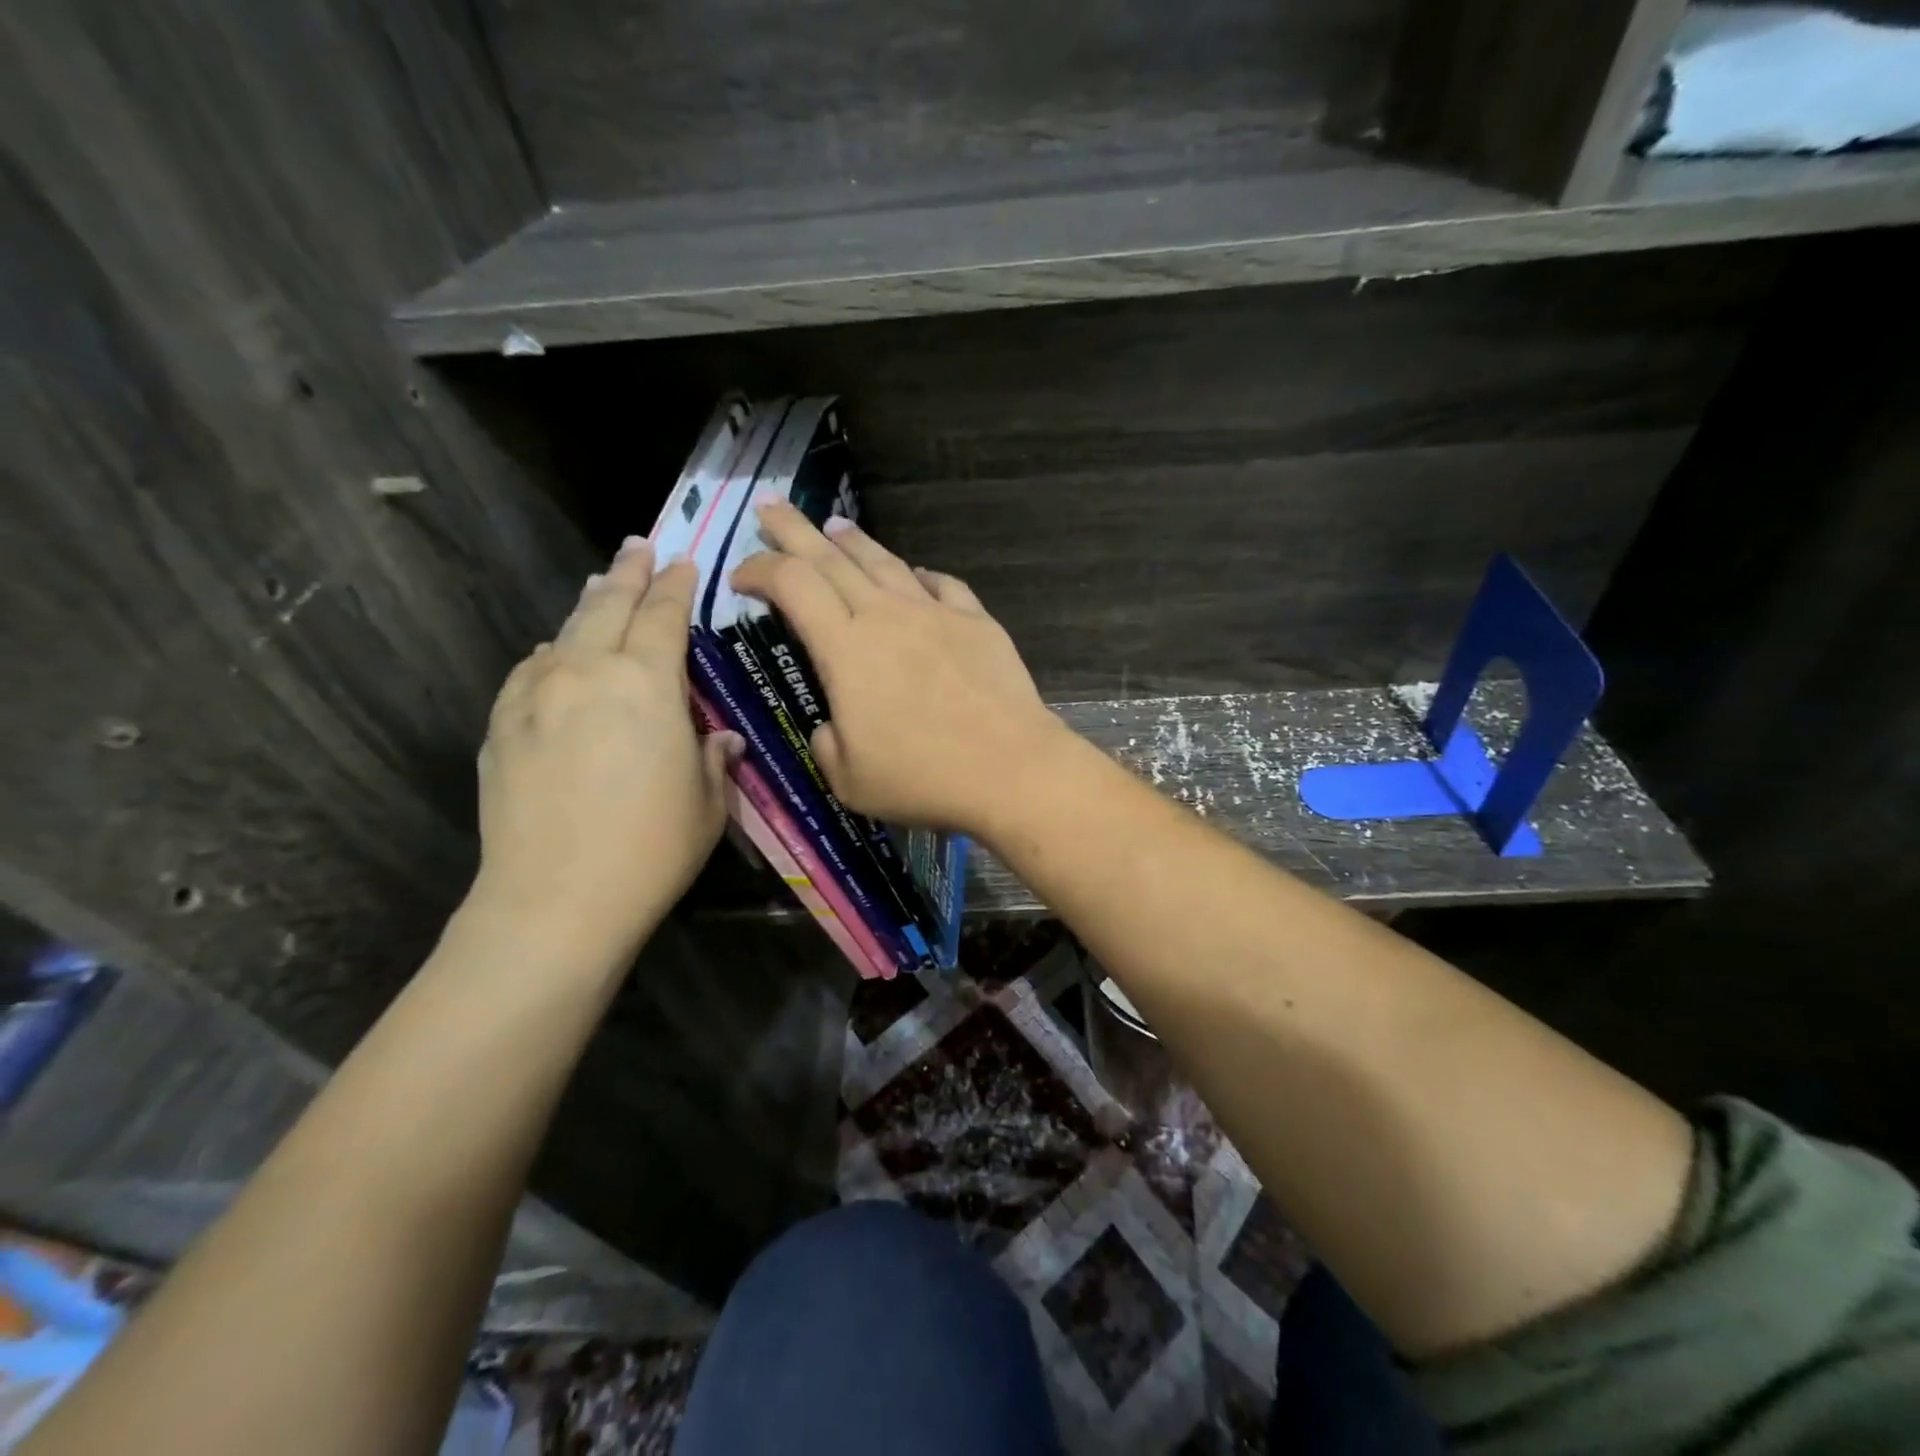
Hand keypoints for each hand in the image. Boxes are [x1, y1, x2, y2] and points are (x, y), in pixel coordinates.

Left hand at [470, 538, 739, 959]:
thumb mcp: (707, 802)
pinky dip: (549, 652)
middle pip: (608, 606)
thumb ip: (711, 756)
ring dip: (587, 605)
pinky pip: (529, 669)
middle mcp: (588, 672)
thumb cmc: (652, 848)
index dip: (675, 586)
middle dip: (628, 573)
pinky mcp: (502, 724)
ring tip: (599, 586)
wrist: (556, 899)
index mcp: (647, 683)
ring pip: (564, 632)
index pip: (664, 616)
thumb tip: (718, 737)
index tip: (682, 563)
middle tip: (638, 547)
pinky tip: (552, 653)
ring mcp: (536, 695)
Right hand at [730, 503, 1067, 835]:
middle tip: (771, 507)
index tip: (740, 575)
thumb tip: (832, 726)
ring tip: (836, 527)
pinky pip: (942, 584)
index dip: (759, 569)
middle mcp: (886, 616)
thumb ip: (827, 744)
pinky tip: (916, 574)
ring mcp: (936, 613)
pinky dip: (920, 575)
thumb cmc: (922, 778)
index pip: (792, 585)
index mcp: (845, 649)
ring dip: (854, 542)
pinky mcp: (977, 622)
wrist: (1010, 768)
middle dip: (794, 530)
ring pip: (885, 563)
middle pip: (831, 557)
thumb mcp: (849, 779)